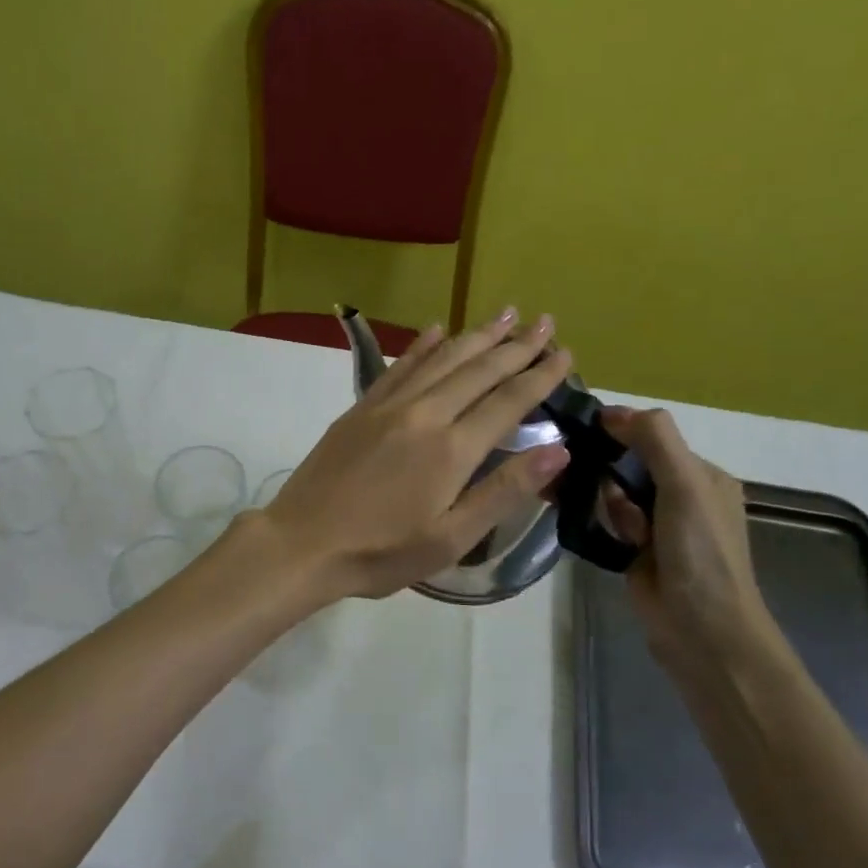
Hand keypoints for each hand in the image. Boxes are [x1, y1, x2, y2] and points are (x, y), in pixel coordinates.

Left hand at [261, 310, 574, 600]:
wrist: (302, 543)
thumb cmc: (380, 552)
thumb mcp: (451, 538)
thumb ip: (504, 491)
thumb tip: (558, 450)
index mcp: (452, 449)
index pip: (508, 401)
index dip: (540, 376)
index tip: (565, 353)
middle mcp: (424, 414)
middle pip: (478, 370)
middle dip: (516, 345)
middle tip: (546, 321)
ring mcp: (388, 406)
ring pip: (441, 358)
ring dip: (476, 335)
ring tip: (506, 314)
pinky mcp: (360, 408)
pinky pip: (399, 366)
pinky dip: (422, 345)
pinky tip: (437, 330)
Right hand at [595, 407, 779, 668]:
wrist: (701, 631)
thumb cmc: (700, 553)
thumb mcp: (686, 485)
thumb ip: (655, 440)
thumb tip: (611, 411)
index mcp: (702, 475)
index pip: (653, 436)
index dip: (619, 430)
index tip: (581, 429)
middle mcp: (681, 495)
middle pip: (629, 463)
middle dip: (605, 466)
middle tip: (576, 469)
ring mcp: (656, 525)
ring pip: (613, 491)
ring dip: (599, 495)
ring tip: (584, 503)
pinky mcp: (633, 550)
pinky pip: (606, 519)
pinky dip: (595, 517)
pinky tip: (580, 518)